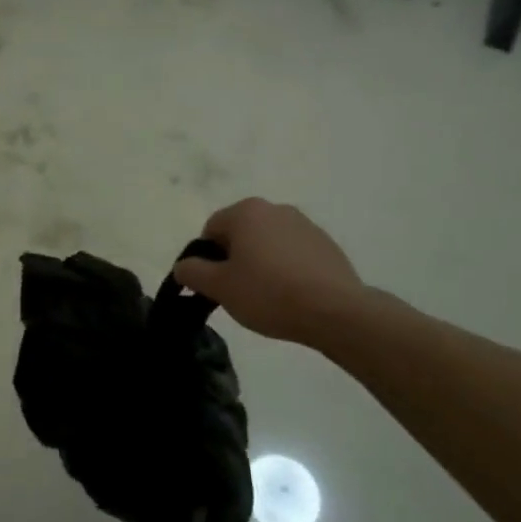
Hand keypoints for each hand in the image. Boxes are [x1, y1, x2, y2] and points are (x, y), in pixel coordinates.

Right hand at [173, 198, 366, 347]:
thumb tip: (184, 266)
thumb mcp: (219, 287)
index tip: (216, 284)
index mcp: (245, 211)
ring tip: (269, 296)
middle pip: (241, 234)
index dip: (207, 259)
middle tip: (239, 291)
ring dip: (262, 263)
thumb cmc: (268, 293)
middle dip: (236, 259)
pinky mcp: (327, 245)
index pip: (211, 230)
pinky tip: (294, 295)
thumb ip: (192, 272)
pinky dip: (288, 269)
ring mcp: (305, 225)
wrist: (336, 312)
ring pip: (269, 243)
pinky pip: (295, 254)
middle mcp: (275, 209)